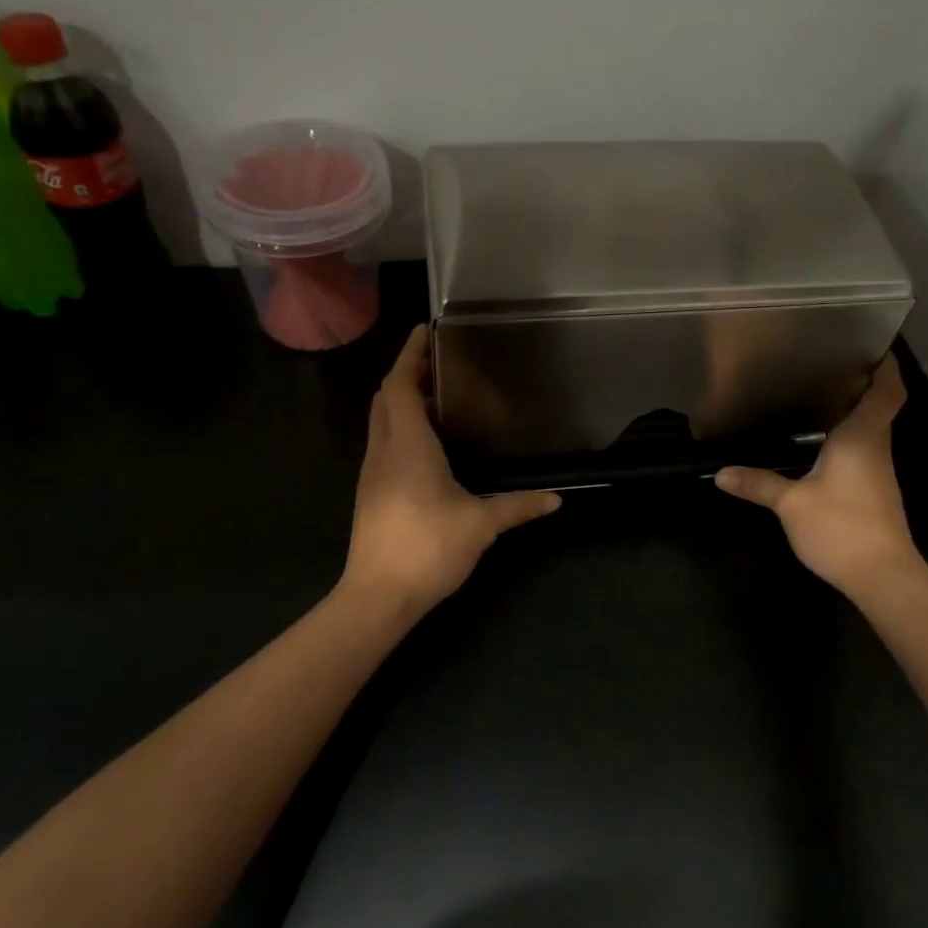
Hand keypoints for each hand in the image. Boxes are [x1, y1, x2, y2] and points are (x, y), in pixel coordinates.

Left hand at [341, 325, 560, 618]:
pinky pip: (383, 442)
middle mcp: (384, 450)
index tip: (424, 331)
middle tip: (437, 361)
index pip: (400, 385)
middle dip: (407, 373)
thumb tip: (556, 499)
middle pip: (386, 397)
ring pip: (380, 420)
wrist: (377, 596)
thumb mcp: (480, 525)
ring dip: (401, 400)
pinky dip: (399, 426)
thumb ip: (518, 507)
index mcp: (408, 445)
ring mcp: (372, 472)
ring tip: (435, 395)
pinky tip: (426, 442)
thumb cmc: (428, 548)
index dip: (410, 355)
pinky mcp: (370, 492)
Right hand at [713, 356, 923, 598]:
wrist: (883, 577)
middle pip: (880, 407)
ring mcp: (878, 472)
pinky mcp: (875, 493)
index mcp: (861, 438)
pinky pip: (864, 452)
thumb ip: (758, 484)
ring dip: (854, 412)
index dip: (886, 367)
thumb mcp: (791, 504)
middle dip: (863, 384)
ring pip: (871, 430)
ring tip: (820, 396)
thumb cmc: (841, 527)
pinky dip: (848, 439)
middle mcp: (876, 448)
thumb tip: (721, 473)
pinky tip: (822, 445)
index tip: (873, 347)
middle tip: (830, 365)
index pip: (887, 392)